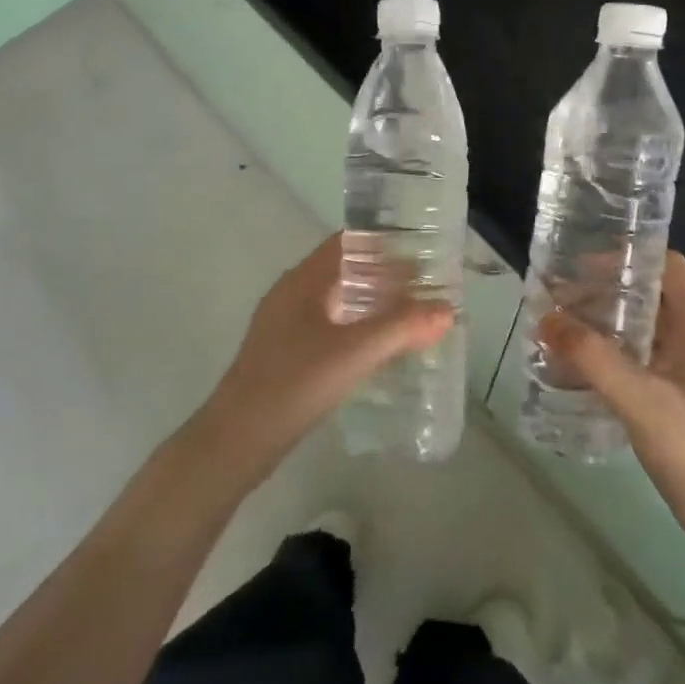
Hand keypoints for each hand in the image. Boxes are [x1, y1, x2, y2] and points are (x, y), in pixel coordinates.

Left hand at [188, 234, 453, 483]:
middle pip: (343, 271)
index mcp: (302, 281)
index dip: (382, 243)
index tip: (420, 249)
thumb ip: (401, 328)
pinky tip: (378, 349)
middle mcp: (291, 295)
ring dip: (371, 304)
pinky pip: (329, 328)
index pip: (346, 243)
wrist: (237, 440)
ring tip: (410, 315)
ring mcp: (285, 327)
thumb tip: (447, 309)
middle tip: (425, 285)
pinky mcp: (285, 355)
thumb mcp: (354, 353)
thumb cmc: (293, 384)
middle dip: (383, 275)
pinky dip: (356, 329)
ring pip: (336, 302)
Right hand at [540, 252, 684, 536]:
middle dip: (605, 292)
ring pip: (643, 329)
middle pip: (651, 296)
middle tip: (559, 298)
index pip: (668, 267)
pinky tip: (579, 365)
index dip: (628, 258)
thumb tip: (545, 318)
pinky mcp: (678, 395)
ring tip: (560, 327)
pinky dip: (611, 353)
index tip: (582, 265)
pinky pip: (641, 358)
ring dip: (605, 324)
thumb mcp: (640, 400)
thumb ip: (592, 358)